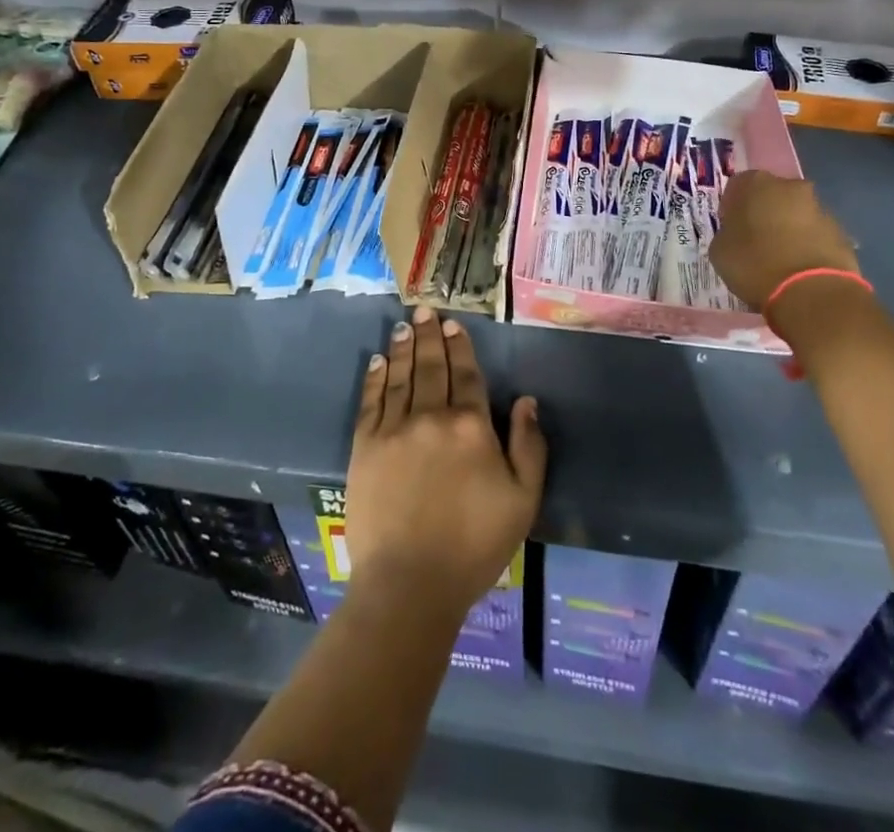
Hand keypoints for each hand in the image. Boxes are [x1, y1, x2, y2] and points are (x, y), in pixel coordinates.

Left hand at [347, 307, 546, 617]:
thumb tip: (527, 400)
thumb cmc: (474, 545)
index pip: (465, 373)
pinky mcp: (365, 447)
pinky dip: (376, 378)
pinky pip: (371, 401)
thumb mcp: (522, 500)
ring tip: (403, 326)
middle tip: (423, 311)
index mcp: (471, 426)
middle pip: (432, 366)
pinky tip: (377, 362)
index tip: (453, 324)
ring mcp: (394, 429)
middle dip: (429, 336)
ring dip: (403, 348)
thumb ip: (528, 446)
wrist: (410, 583)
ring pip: (401, 376)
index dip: (460, 346)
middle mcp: (431, 416)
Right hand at [710, 172, 859, 309]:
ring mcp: (820, 208)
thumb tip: (736, 234)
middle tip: (755, 241)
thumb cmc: (755, 265)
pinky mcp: (842, 233)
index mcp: (756, 183)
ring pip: (796, 214)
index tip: (730, 228)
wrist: (812, 293)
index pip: (737, 186)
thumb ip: (727, 233)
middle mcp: (790, 186)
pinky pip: (816, 234)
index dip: (732, 207)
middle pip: (772, 195)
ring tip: (779, 260)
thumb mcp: (720, 250)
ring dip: (788, 229)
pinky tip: (799, 269)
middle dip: (764, 213)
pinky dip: (807, 246)